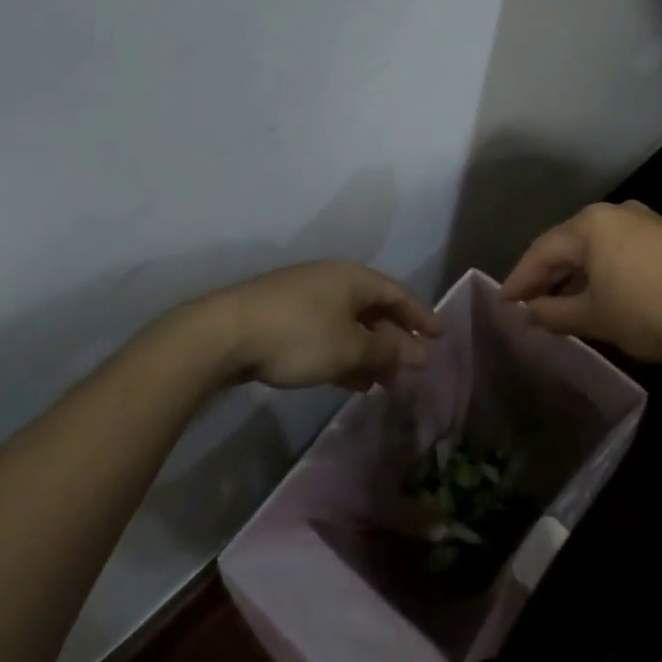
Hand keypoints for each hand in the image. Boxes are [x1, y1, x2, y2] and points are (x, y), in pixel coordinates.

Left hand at [137, 261, 439, 391]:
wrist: (222, 334)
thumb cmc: (298, 335)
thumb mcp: (348, 348)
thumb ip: (386, 351)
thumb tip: (418, 355)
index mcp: (353, 278)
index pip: (398, 294)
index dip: (421, 316)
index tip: (439, 338)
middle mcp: (332, 281)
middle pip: (374, 310)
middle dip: (394, 340)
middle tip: (411, 368)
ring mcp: (305, 298)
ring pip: (349, 325)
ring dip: (368, 352)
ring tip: (382, 383)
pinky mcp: (282, 319)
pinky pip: (326, 335)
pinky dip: (343, 355)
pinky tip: (348, 381)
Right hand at [501, 201, 661, 362]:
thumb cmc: (649, 310)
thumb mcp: (597, 317)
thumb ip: (556, 313)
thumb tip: (530, 312)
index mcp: (590, 225)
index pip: (542, 251)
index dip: (520, 279)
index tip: (504, 303)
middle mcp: (615, 213)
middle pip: (568, 244)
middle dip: (547, 275)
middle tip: (528, 303)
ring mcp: (644, 220)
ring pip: (596, 247)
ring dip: (576, 274)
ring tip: (561, 302)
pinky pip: (620, 250)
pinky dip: (603, 271)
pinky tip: (602, 293)